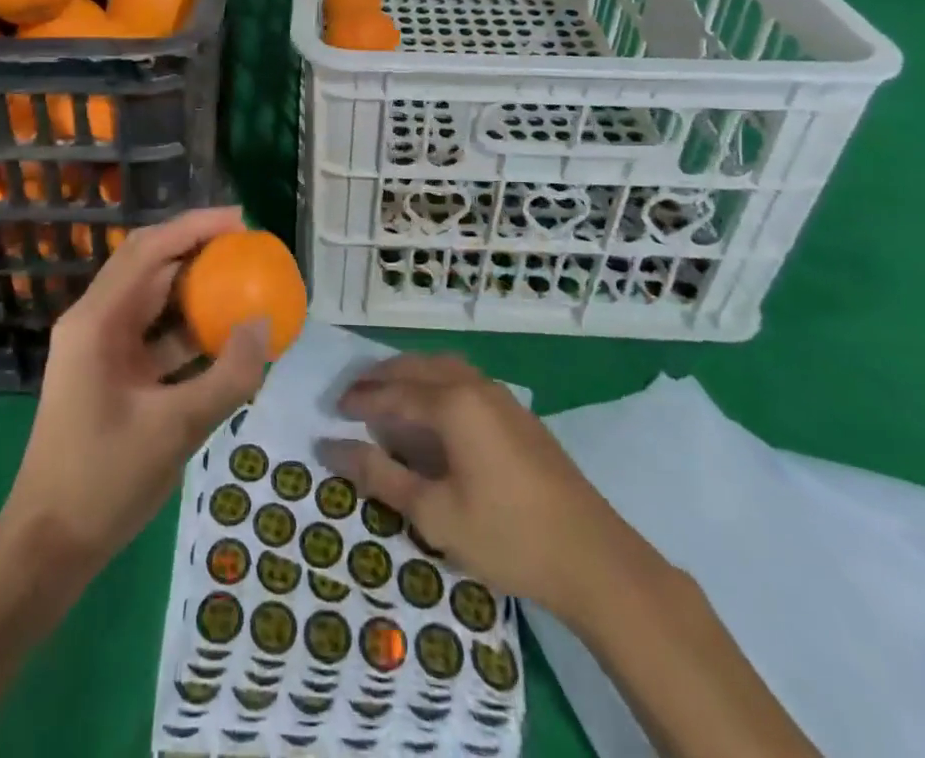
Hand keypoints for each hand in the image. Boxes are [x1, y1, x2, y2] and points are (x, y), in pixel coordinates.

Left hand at [0, 207, 268, 582]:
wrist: (46, 547)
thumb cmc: (104, 481)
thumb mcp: (176, 428)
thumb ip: (228, 375)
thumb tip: (265, 324)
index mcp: (96, 321)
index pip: (150, 250)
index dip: (195, 227)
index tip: (241, 221)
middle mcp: (94, 322)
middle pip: (148, 265)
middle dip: (196, 248)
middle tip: (247, 247)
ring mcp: (98, 348)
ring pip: (151, 298)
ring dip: (193, 288)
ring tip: (242, 282)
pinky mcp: (108, 373)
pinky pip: (152, 335)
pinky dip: (186, 329)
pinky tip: (223, 338)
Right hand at [317, 353, 628, 609]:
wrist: (593, 557)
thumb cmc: (507, 536)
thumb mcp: (434, 514)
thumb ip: (380, 476)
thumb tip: (330, 447)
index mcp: (453, 403)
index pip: (393, 393)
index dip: (360, 400)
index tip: (332, 410)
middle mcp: (475, 386)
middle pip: (417, 367)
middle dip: (382, 377)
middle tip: (353, 395)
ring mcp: (501, 397)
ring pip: (444, 367)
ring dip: (410, 375)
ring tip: (388, 396)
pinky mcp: (519, 414)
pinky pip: (464, 380)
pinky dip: (436, 383)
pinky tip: (433, 412)